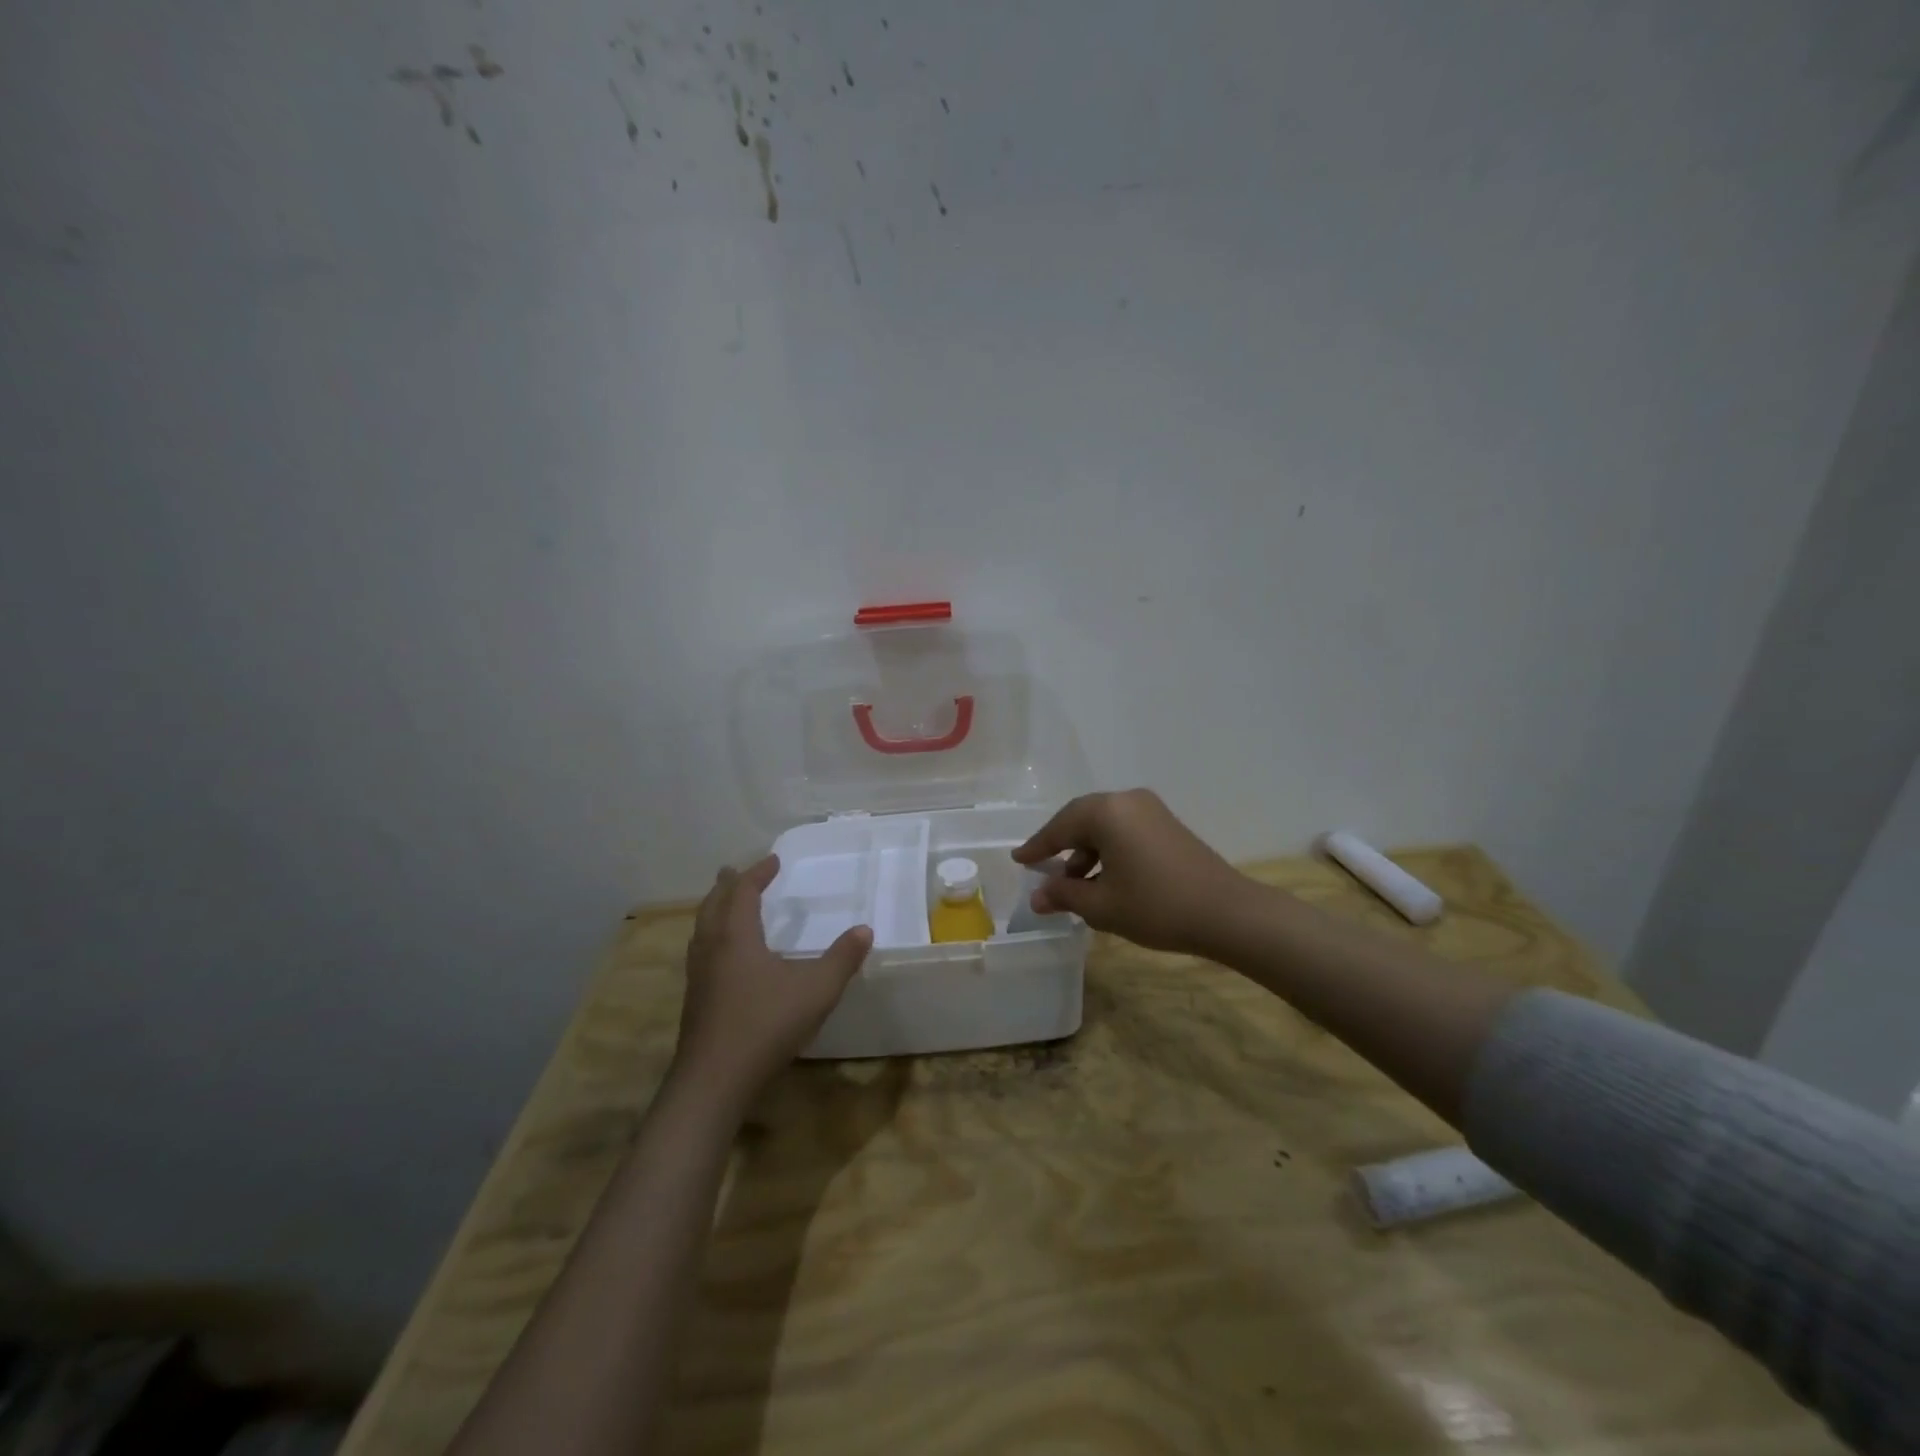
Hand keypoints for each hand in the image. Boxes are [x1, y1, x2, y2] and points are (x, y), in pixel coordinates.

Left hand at [674, 856, 871, 1103]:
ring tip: (724, 906)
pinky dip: (711, 937)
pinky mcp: (695, 1001)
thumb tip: (864, 930)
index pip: (744, 892)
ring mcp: (698, 976)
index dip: (758, 873)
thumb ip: (842, 958)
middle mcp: (712, 949)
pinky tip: (724, 958)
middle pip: (713, 905)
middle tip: (735, 871)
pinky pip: (700, 952)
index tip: (773, 860)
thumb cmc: (766, 1025)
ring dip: (714, 910)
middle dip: (727, 886)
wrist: (714, 1081)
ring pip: (701, 930)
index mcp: (736, 937)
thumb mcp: (817, 990)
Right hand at [1011, 789, 1254, 955]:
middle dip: (1061, 845)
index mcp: (1107, 812)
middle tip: (1042, 868)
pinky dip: (1108, 850)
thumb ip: (1065, 895)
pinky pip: (1125, 830)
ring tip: (1076, 884)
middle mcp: (1127, 800)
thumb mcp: (1102, 906)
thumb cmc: (1157, 906)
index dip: (1037, 846)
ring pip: (1105, 825)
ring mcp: (1151, 810)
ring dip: (1086, 851)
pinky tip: (1105, 878)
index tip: (1018, 860)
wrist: (1227, 913)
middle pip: (1082, 819)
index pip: (1060, 826)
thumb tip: (1037, 897)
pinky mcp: (1167, 824)